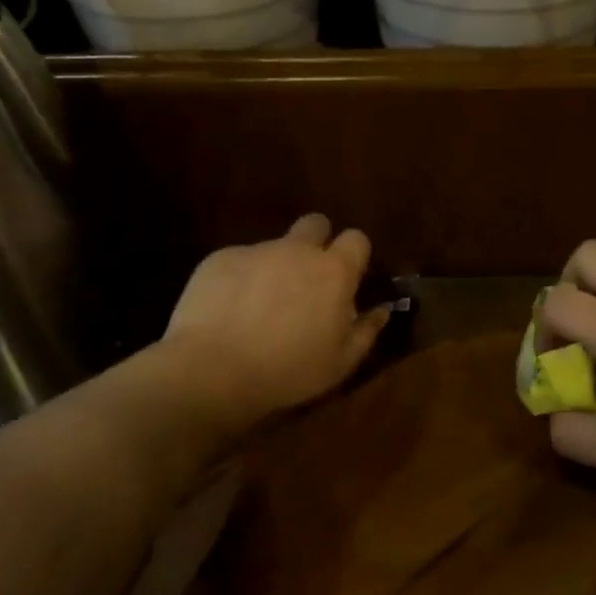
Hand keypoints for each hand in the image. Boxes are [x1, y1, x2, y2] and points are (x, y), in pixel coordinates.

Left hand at [161, 214, 391, 418]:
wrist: (213, 370)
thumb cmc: (288, 370)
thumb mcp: (340, 363)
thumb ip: (366, 331)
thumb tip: (382, 310)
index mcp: (333, 271)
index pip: (357, 239)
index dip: (354, 255)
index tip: (348, 279)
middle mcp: (296, 250)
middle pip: (316, 223)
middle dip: (317, 242)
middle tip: (307, 280)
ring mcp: (256, 250)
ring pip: (275, 246)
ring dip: (276, 267)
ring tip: (260, 307)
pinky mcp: (219, 258)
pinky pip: (239, 260)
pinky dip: (240, 279)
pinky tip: (228, 311)